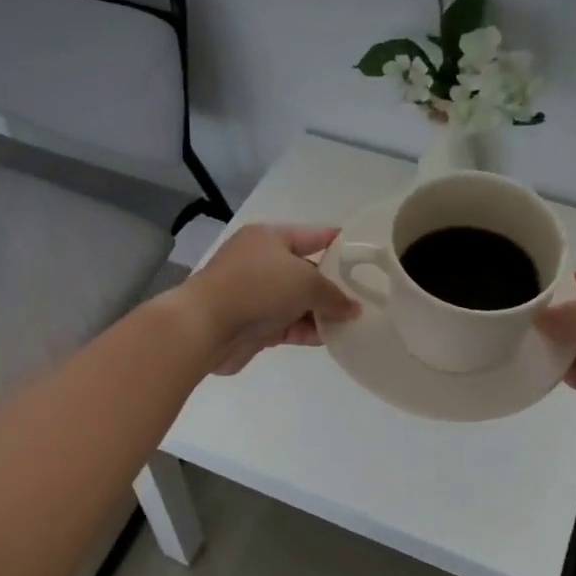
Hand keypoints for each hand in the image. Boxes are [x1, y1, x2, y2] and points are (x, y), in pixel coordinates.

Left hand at [181, 224, 359, 374]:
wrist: (206, 326)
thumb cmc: (257, 288)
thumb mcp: (306, 282)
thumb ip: (334, 294)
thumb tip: (352, 309)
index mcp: (270, 238)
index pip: (314, 236)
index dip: (340, 244)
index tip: (367, 256)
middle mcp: (262, 262)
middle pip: (307, 271)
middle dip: (334, 286)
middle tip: (369, 297)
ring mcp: (256, 295)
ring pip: (298, 302)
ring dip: (323, 312)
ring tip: (357, 322)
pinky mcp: (254, 324)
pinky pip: (289, 325)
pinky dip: (308, 330)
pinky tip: (333, 339)